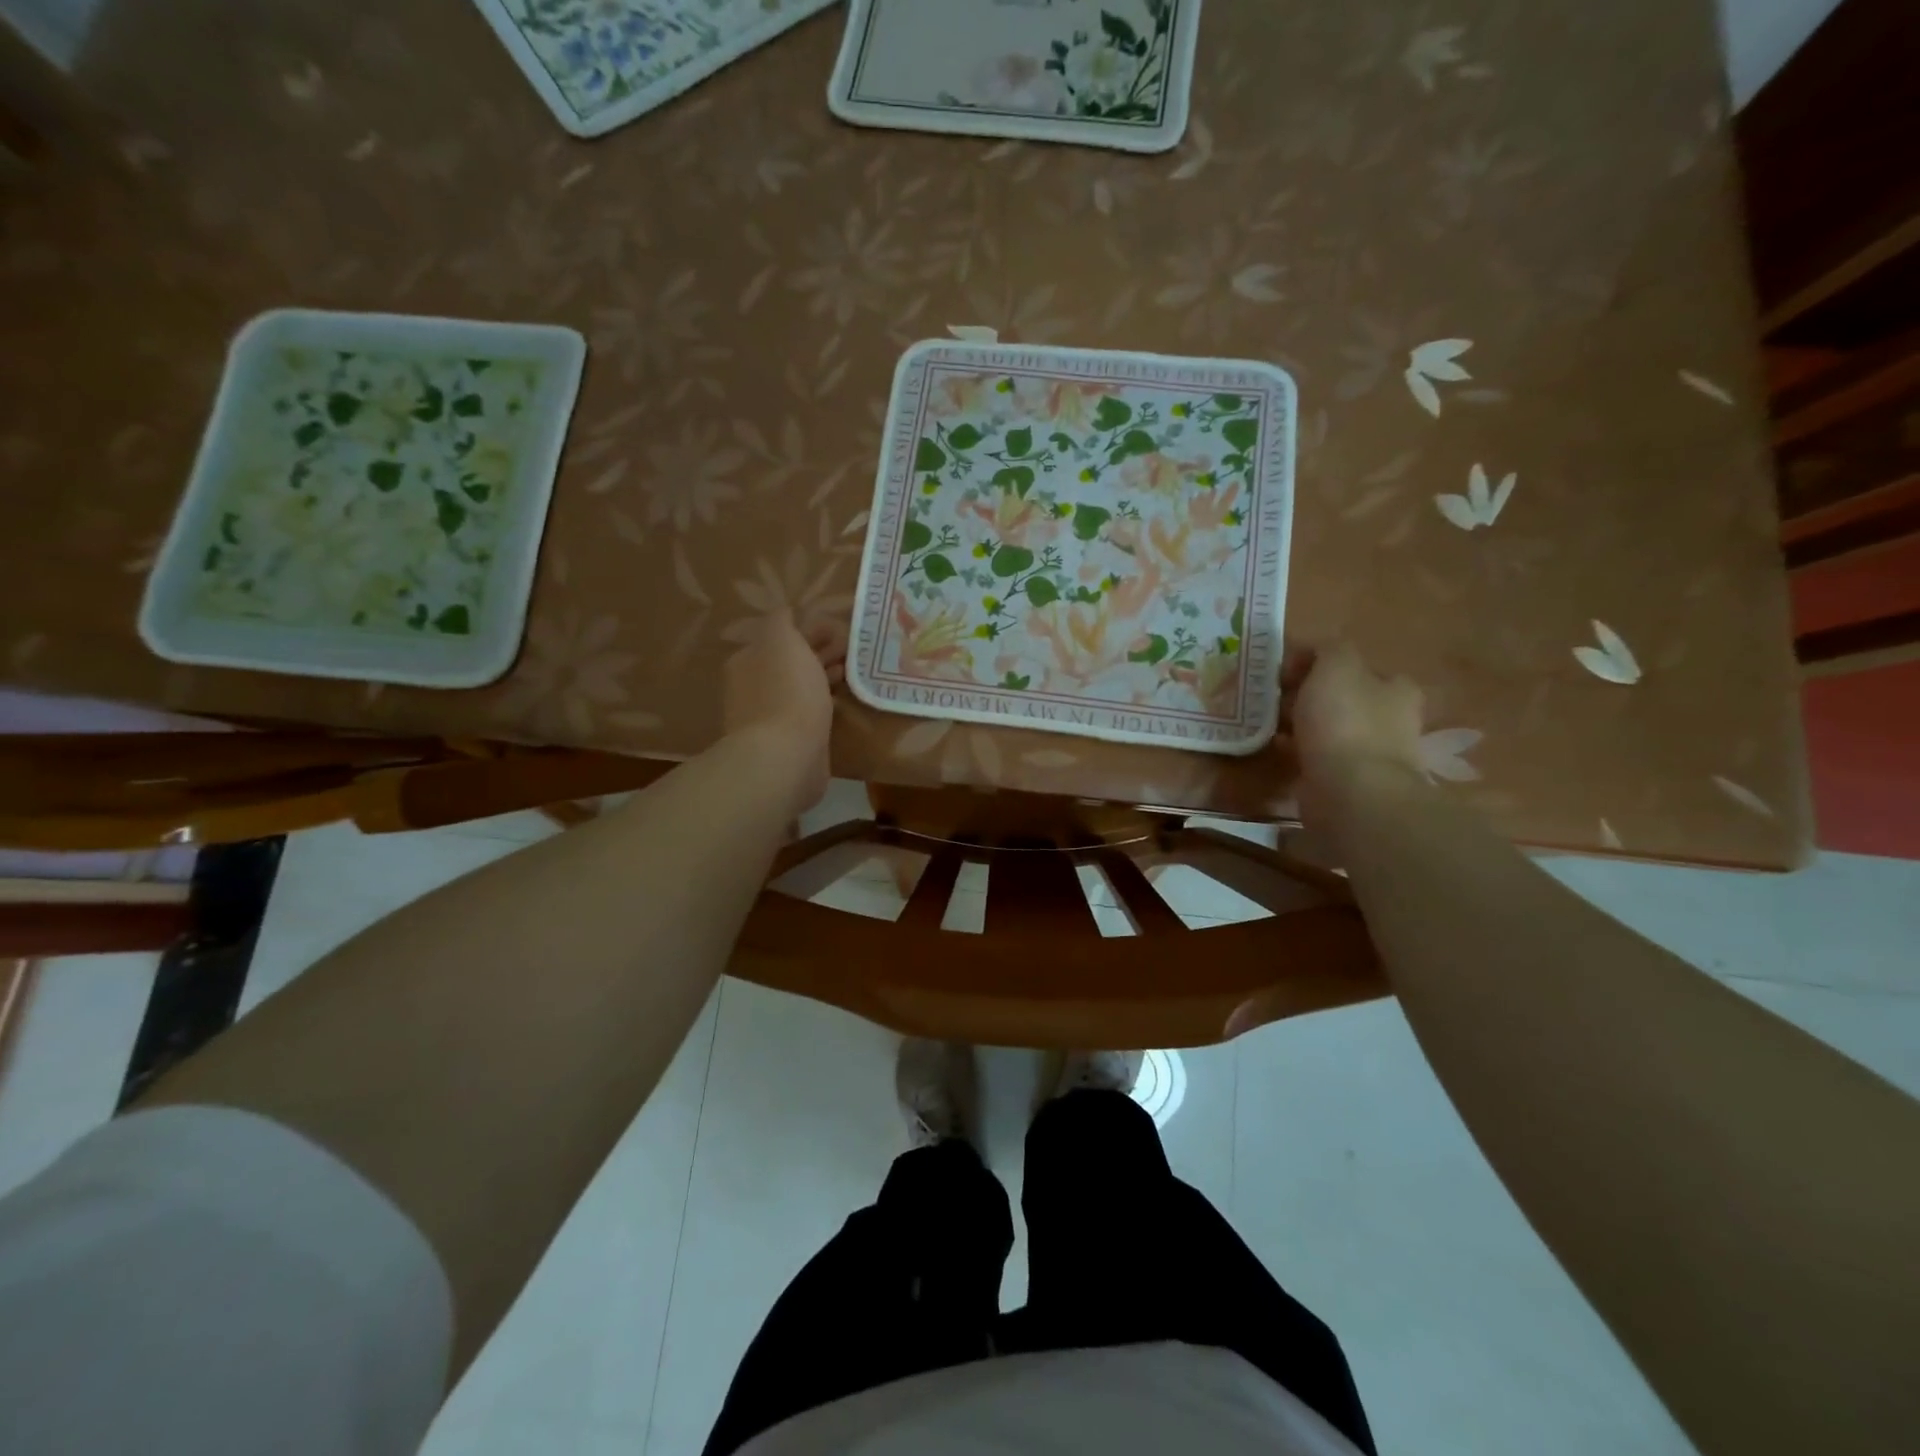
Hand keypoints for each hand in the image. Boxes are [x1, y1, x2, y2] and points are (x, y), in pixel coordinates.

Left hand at [721, 610, 842, 814]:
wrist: (785, 757)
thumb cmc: (785, 692)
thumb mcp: (782, 640)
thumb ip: (781, 621)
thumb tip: (785, 612)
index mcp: (747, 661)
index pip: (778, 637)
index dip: (809, 630)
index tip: (839, 629)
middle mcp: (752, 688)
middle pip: (790, 663)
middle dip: (819, 653)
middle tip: (851, 650)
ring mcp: (769, 718)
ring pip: (800, 688)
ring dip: (823, 677)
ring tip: (852, 674)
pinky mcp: (788, 742)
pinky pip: (807, 714)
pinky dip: (824, 704)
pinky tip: (841, 704)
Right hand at [1287, 643, 1425, 809]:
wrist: (1350, 792)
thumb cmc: (1346, 722)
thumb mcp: (1336, 665)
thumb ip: (1328, 649)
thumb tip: (1313, 652)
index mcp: (1395, 688)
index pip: (1354, 665)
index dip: (1317, 663)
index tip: (1284, 670)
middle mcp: (1390, 719)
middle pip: (1340, 697)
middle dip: (1306, 694)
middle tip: (1272, 696)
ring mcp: (1370, 754)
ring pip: (1327, 727)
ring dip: (1299, 723)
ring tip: (1267, 722)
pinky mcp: (1348, 781)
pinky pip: (1316, 756)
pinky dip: (1296, 750)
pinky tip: (1275, 748)